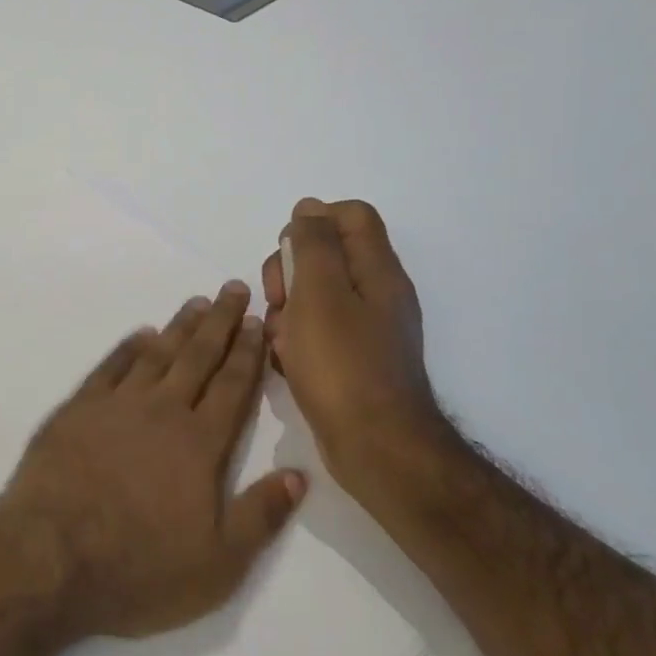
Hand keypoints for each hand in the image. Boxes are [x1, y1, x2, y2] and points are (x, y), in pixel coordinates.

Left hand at [0, 282, 305, 639]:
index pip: (232, 387)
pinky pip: (110, 366)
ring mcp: (116, 405)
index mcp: (199, 444)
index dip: (248, 352)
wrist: (49, 556)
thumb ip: (260, 516)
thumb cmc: (138, 567)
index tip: (258, 320)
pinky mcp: (78, 408)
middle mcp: (162, 411)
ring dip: (179, 327)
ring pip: (157, 354)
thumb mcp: (218, 563)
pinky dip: (128, 347)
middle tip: (234, 288)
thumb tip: (298, 475)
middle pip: (198, 357)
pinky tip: (140, 334)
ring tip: (197, 302)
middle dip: (220, 322)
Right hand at [261, 199, 444, 504]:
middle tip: (279, 300)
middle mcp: (376, 293)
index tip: (288, 251)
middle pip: (325, 254)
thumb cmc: (342, 364)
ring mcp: (365, 328)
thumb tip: (309, 208)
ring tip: (281, 341)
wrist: (375, 447)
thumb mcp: (320, 293)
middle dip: (289, 272)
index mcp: (376, 270)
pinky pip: (315, 332)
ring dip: (286, 310)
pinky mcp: (352, 359)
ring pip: (312, 296)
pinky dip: (295, 340)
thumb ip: (313, 244)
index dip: (313, 221)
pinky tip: (287, 362)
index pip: (351, 215)